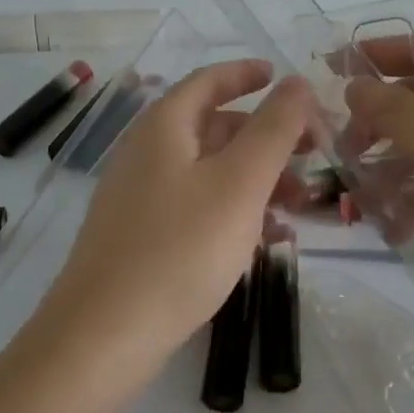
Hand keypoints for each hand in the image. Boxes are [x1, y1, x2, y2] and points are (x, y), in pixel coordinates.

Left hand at [35, 60, 315, 382]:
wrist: (102, 338)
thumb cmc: (179, 249)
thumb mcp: (239, 183)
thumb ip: (274, 129)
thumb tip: (297, 82)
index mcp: (164, 126)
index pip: (209, 80)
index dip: (248, 74)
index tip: (283, 77)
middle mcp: (147, 151)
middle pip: (213, 126)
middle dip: (264, 136)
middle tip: (310, 154)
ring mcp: (140, 195)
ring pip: (208, 170)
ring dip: (255, 177)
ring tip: (298, 204)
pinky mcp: (141, 235)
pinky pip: (196, 205)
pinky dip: (233, 210)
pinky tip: (266, 240)